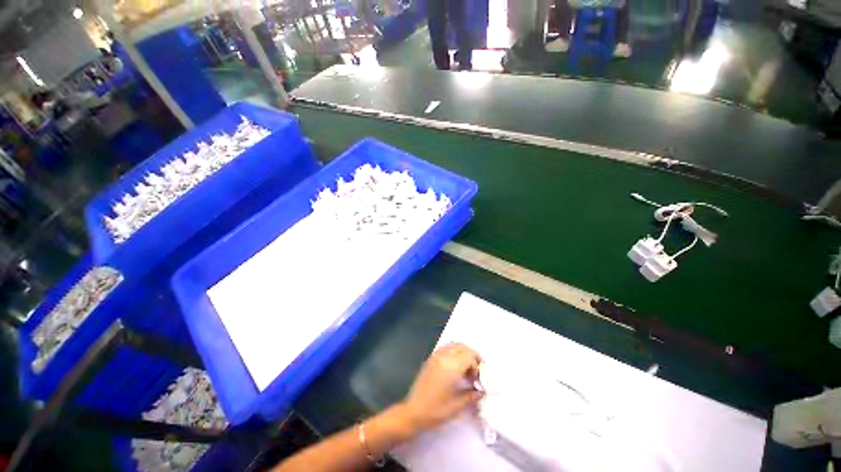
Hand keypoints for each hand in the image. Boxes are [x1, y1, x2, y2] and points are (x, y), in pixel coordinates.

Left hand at [401, 343, 482, 433]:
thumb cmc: (436, 411)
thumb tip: (481, 391)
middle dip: (472, 356)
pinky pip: (445, 348)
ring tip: (465, 369)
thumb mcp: (457, 406)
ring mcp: (435, 356)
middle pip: (463, 347)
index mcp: (451, 367)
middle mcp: (443, 357)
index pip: (470, 355)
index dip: (477, 365)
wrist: (413, 412)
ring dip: (463, 353)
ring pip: (454, 345)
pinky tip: (454, 367)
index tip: (478, 379)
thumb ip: (471, 395)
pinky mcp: (430, 358)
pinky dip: (453, 352)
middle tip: (475, 372)